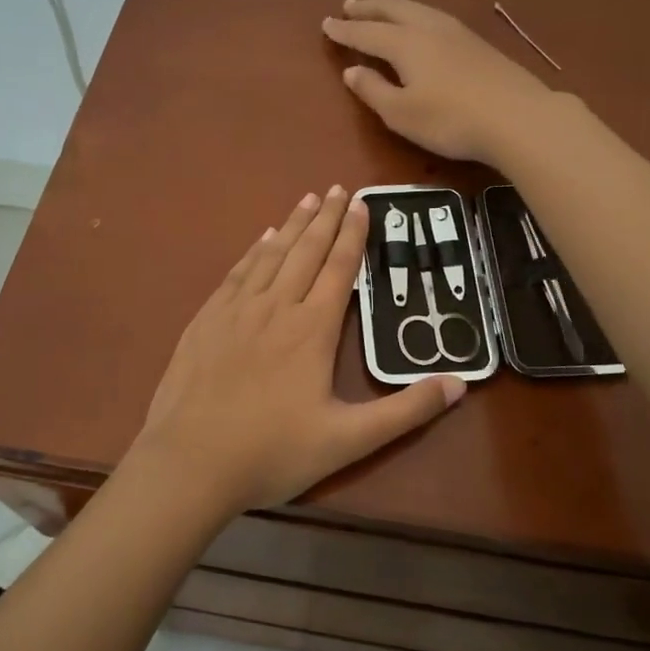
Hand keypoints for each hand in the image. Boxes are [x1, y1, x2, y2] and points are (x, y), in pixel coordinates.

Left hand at [135, 186, 464, 513]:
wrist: (190, 462)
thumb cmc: (272, 452)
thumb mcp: (348, 440)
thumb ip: (405, 411)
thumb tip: (459, 384)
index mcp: (312, 329)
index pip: (339, 269)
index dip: (353, 235)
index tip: (363, 204)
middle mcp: (275, 307)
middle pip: (306, 251)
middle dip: (326, 218)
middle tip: (339, 188)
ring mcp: (236, 311)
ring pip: (270, 255)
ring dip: (292, 225)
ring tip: (308, 199)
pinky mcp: (206, 320)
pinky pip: (237, 273)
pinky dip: (254, 251)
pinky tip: (262, 239)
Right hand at [323, 0, 559, 164]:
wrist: (518, 118)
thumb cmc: (451, 120)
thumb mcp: (402, 114)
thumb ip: (373, 91)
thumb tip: (351, 70)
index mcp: (405, 44)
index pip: (367, 32)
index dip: (345, 29)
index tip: (326, 23)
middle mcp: (429, 29)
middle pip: (393, 10)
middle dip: (368, 7)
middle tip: (349, 4)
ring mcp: (457, 33)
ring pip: (418, 9)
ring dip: (394, 6)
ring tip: (382, 7)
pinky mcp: (478, 44)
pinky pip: (435, 17)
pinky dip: (416, 14)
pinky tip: (422, 23)